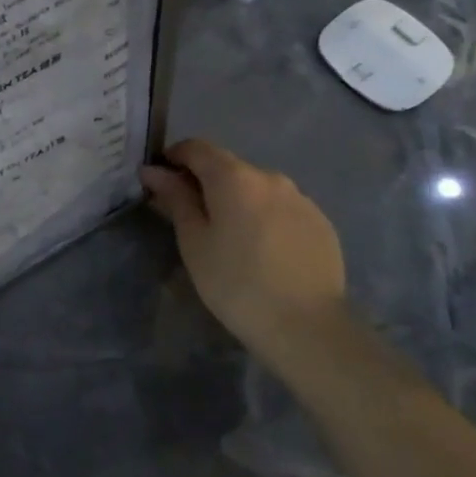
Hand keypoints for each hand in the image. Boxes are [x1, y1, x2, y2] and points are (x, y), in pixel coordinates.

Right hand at [140, 139, 347, 357]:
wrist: (307, 328)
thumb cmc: (235, 283)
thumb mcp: (193, 241)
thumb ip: (175, 198)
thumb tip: (153, 170)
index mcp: (234, 177)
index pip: (197, 148)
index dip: (174, 158)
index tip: (160, 182)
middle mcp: (271, 177)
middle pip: (228, 167)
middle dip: (205, 183)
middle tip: (190, 217)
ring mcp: (302, 199)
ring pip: (257, 189)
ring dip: (237, 200)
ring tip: (229, 238)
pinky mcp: (322, 224)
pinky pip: (282, 209)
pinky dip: (265, 218)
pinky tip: (262, 251)